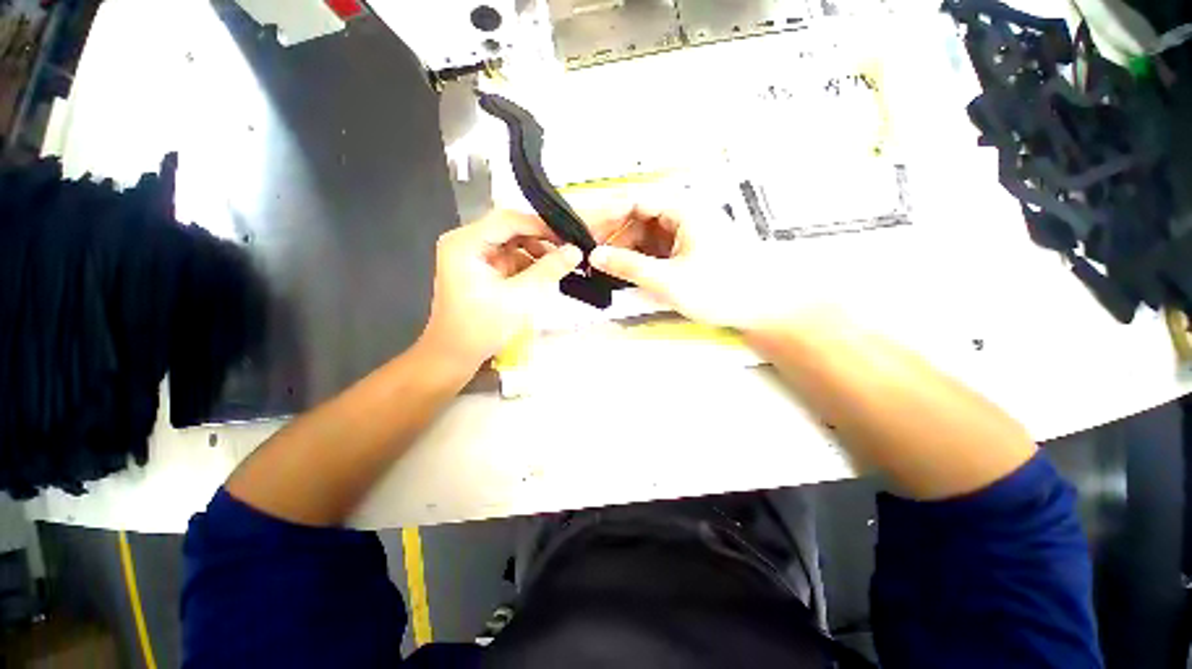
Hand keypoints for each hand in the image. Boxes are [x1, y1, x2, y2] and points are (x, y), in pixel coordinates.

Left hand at [418, 210, 581, 372]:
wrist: (455, 356)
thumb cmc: (481, 328)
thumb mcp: (520, 298)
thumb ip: (548, 270)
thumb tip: (576, 251)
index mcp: (466, 243)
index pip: (509, 220)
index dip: (542, 226)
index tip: (570, 236)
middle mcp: (467, 242)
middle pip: (511, 230)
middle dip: (541, 242)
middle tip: (569, 251)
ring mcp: (474, 256)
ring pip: (513, 244)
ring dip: (537, 255)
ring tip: (560, 266)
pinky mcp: (482, 269)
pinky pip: (511, 259)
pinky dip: (529, 266)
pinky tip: (545, 276)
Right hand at [588, 204, 793, 331]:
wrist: (764, 307)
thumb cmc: (724, 288)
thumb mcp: (670, 279)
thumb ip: (629, 266)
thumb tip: (596, 257)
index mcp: (683, 208)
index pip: (634, 199)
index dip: (606, 214)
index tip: (585, 232)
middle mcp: (683, 214)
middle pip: (638, 217)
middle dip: (614, 236)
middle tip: (592, 256)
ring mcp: (686, 233)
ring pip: (645, 234)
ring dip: (625, 250)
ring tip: (607, 269)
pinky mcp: (687, 250)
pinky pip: (655, 248)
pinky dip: (640, 259)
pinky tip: (628, 273)